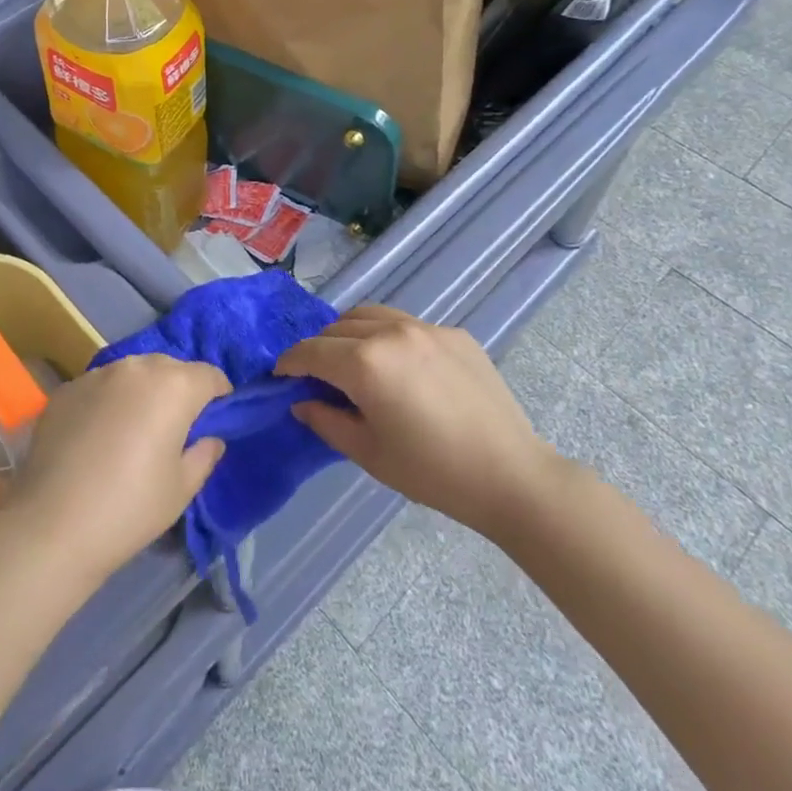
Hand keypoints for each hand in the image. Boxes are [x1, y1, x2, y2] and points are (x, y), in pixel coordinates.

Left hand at [6, 355, 230, 589]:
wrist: (52, 523)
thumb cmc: (130, 508)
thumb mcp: (181, 489)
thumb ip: (204, 455)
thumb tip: (210, 438)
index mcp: (174, 386)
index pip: (210, 375)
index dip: (219, 395)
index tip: (215, 419)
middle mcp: (137, 368)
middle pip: (170, 368)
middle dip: (179, 390)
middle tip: (175, 428)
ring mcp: (97, 374)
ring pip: (132, 373)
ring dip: (142, 391)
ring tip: (134, 429)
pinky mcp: (67, 388)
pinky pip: (100, 386)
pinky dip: (108, 401)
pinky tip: (97, 437)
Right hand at [275, 307, 561, 537]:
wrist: (510, 475)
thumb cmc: (431, 472)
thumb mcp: (368, 453)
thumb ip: (326, 421)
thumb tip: (302, 401)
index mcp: (365, 362)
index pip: (311, 352)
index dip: (289, 363)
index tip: (280, 376)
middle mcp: (391, 332)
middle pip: (337, 327)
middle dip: (320, 348)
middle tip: (319, 377)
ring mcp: (426, 328)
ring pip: (371, 315)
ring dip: (351, 333)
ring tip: (354, 361)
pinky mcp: (454, 333)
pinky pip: (407, 325)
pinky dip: (389, 337)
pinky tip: (402, 369)